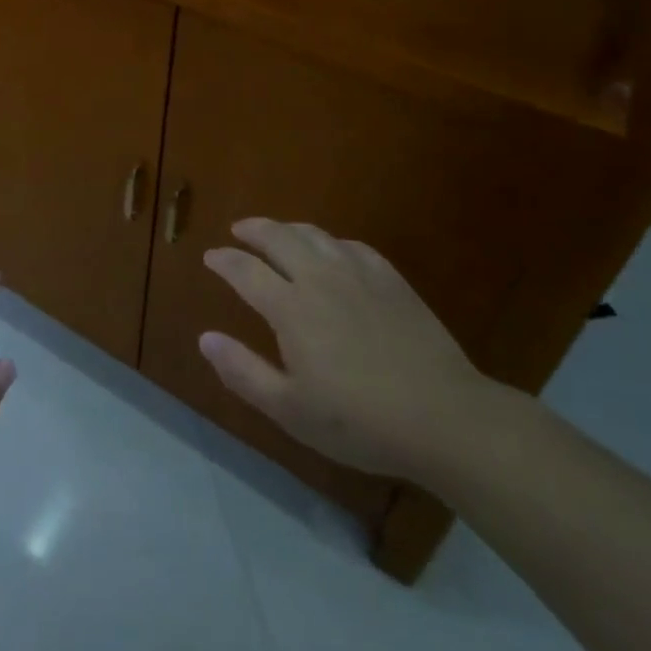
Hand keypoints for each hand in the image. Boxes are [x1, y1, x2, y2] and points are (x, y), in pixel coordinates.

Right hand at [198, 218, 495, 482]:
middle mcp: (319, 277)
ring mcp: (358, 274)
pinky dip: (331, 242)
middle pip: (278, 238)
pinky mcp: (391, 280)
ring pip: (315, 234)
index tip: (210, 257)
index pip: (245, 270)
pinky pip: (352, 246)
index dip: (224, 260)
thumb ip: (243, 371)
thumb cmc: (360, 421)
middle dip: (253, 230)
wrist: (444, 418)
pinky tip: (332, 251)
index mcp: (290, 307)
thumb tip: (205, 338)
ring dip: (288, 229)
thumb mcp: (291, 410)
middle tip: (238, 230)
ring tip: (278, 233)